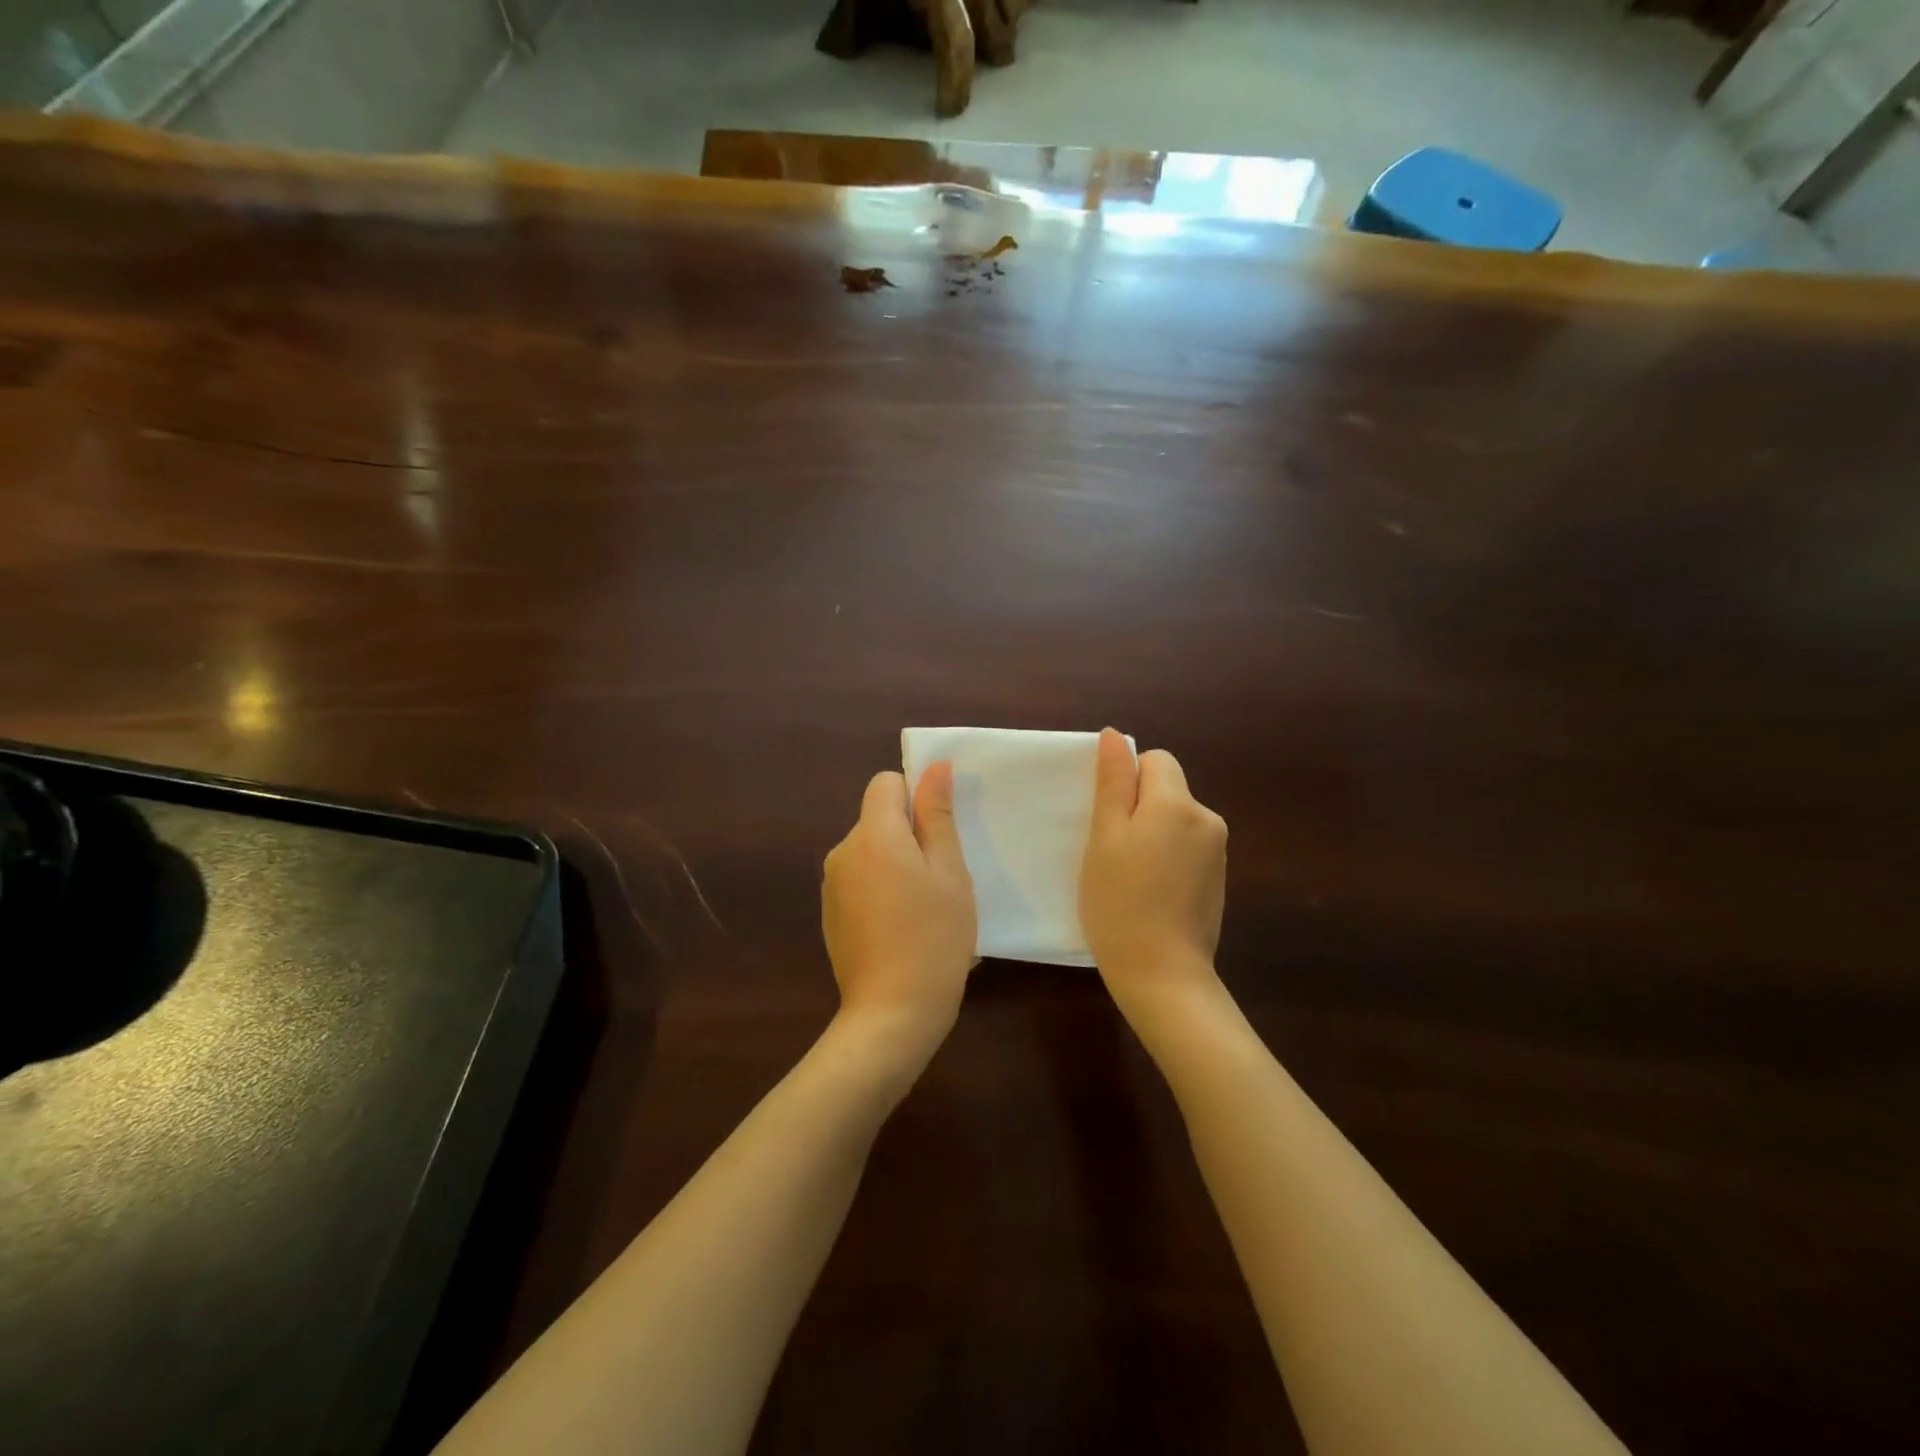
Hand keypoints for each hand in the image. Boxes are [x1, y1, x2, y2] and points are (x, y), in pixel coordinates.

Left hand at [822, 763, 976, 1052]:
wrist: (892, 1013)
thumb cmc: (934, 936)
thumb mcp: (949, 872)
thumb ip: (937, 814)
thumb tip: (934, 766)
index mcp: (872, 835)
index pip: (885, 783)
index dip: (914, 797)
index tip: (939, 834)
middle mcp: (842, 852)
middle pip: (878, 819)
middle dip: (909, 835)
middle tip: (942, 878)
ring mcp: (832, 885)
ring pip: (871, 852)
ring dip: (897, 865)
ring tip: (926, 908)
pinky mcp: (830, 914)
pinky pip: (861, 881)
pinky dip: (882, 891)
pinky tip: (904, 929)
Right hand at [1080, 728, 1227, 1002]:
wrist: (1163, 975)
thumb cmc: (1120, 902)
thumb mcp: (1105, 837)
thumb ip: (1114, 782)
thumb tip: (1115, 734)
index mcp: (1178, 803)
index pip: (1155, 760)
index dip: (1126, 781)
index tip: (1108, 820)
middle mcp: (1207, 818)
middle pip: (1168, 789)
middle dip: (1139, 809)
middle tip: (1112, 852)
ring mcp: (1218, 851)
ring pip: (1175, 819)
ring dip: (1152, 834)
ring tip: (1129, 876)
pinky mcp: (1219, 879)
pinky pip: (1187, 847)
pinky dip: (1168, 858)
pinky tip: (1151, 893)